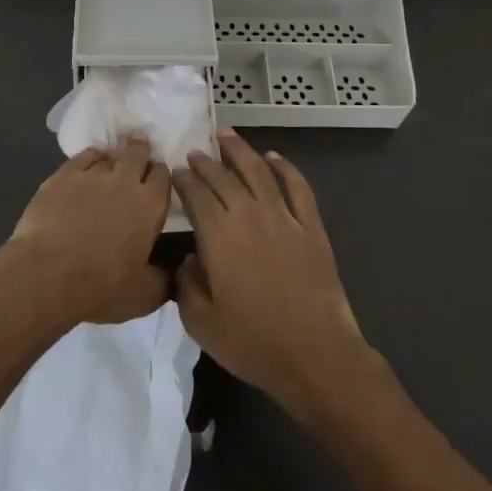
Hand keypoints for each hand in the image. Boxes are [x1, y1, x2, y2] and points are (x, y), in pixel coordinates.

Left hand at [5, 139, 172, 325]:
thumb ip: (164, 280)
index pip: (163, 176)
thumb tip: (176, 273)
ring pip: (110, 155)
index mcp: (149, 205)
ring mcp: (92, 174)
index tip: (158, 179)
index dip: (161, 175)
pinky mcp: (63, 175)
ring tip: (113, 161)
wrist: (46, 274)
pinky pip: (84, 156)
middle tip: (140, 153)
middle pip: (138, 153)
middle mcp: (125, 181)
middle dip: (141, 151)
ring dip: (115, 157)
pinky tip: (91, 161)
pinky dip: (92, 156)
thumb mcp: (144, 296)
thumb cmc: (100, 286)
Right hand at [173, 132, 370, 413]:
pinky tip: (274, 157)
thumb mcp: (201, 322)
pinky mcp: (311, 227)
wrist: (315, 355)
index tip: (176, 171)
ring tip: (227, 135)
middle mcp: (249, 215)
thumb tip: (187, 260)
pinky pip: (298, 187)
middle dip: (206, 162)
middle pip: (224, 178)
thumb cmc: (253, 343)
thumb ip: (186, 285)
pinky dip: (285, 167)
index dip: (184, 180)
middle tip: (195, 152)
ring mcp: (284, 218)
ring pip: (259, 171)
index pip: (196, 195)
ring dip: (240, 150)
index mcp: (219, 236)